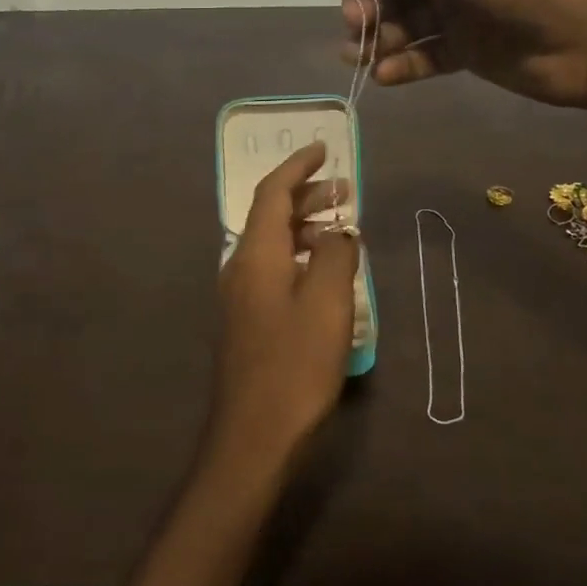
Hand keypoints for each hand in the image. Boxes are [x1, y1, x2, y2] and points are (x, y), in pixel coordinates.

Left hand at [208, 143, 360, 478]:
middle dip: (306, 195)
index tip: (323, 149)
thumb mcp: (328, 304)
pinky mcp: (247, 320)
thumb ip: (337, 256)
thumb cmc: (294, 365)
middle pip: (270, 215)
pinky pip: (274, 269)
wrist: (253, 436)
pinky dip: (300, 256)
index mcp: (256, 254)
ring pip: (273, 244)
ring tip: (342, 228)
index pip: (272, 193)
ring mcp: (240, 295)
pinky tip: (325, 273)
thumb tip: (340, 232)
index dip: (297, 167)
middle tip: (346, 190)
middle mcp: (240, 266)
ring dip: (305, 227)